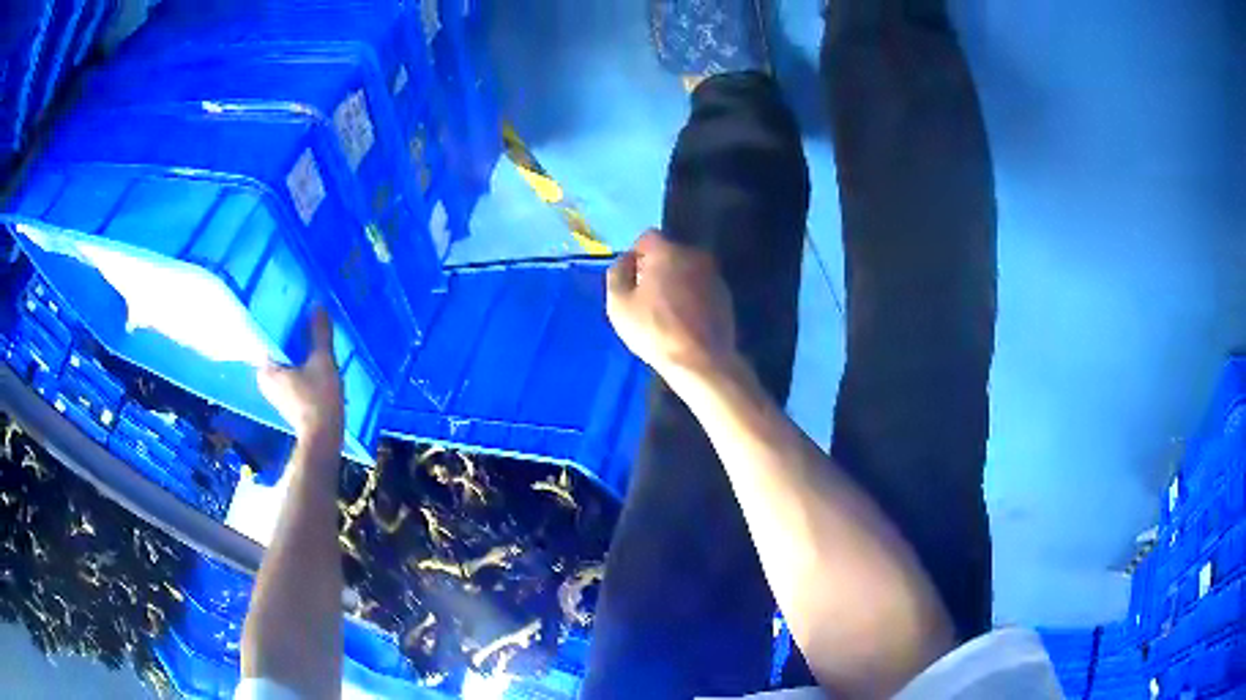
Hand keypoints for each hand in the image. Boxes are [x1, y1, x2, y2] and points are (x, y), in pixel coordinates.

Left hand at [257, 308, 344, 444]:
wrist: (324, 438)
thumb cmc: (318, 399)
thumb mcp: (322, 362)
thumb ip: (319, 333)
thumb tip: (317, 305)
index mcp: (265, 367)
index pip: (264, 335)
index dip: (276, 320)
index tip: (287, 307)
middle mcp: (264, 378)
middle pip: (275, 348)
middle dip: (287, 335)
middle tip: (301, 317)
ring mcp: (275, 391)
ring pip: (283, 361)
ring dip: (295, 351)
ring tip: (308, 334)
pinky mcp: (286, 400)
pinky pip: (289, 373)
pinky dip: (298, 365)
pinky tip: (311, 358)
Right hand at [607, 231, 737, 383]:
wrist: (701, 361)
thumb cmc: (654, 331)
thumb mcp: (618, 304)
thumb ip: (617, 274)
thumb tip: (626, 261)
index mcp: (668, 251)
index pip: (647, 237)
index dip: (635, 256)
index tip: (631, 281)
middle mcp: (695, 255)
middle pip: (669, 253)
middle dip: (656, 268)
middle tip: (646, 298)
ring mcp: (714, 275)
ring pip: (687, 270)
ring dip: (675, 282)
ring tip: (667, 312)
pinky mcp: (726, 296)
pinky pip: (701, 287)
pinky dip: (692, 296)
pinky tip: (686, 321)